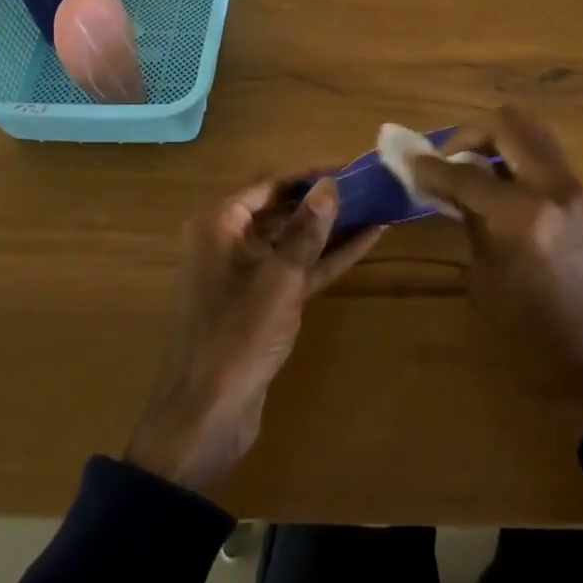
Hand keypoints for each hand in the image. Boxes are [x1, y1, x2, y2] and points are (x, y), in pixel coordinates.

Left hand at [125, 176, 383, 493]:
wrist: (206, 417)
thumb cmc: (237, 335)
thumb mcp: (279, 277)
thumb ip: (307, 229)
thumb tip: (331, 183)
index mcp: (220, 224)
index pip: (271, 184)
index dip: (311, 174)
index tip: (351, 166)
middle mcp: (228, 241)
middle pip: (283, 209)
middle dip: (325, 200)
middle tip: (370, 185)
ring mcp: (246, 274)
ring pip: (293, 241)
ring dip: (331, 228)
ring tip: (376, 207)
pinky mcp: (262, 304)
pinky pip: (296, 269)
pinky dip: (326, 258)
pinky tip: (365, 242)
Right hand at [410, 107, 582, 431]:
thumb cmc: (534, 338)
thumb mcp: (487, 281)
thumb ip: (471, 222)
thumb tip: (452, 189)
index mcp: (522, 215)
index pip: (465, 173)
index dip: (430, 166)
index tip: (409, 160)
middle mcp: (554, 188)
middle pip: (508, 124)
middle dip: (470, 133)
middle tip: (450, 158)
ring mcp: (579, 190)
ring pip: (534, 134)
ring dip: (499, 141)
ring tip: (476, 170)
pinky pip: (549, 160)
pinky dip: (520, 161)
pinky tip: (504, 191)